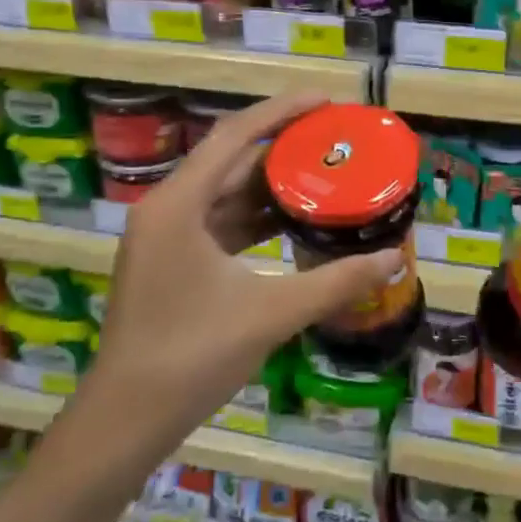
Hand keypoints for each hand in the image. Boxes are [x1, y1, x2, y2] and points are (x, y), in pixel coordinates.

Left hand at [70, 91, 401, 453]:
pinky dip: (256, 218)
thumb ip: (336, 282)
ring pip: (226, 193)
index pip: (235, 136)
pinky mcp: (171, 261)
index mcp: (178, 204)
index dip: (282, 111)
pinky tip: (294, 220)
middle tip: (334, 138)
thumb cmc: (192, 357)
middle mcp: (167, 208)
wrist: (126, 420)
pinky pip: (219, 222)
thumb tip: (394, 259)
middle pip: (231, 159)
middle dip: (282, 146)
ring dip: (271, 184)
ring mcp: (165, 236)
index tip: (327, 101)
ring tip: (325, 172)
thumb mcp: (271, 313)